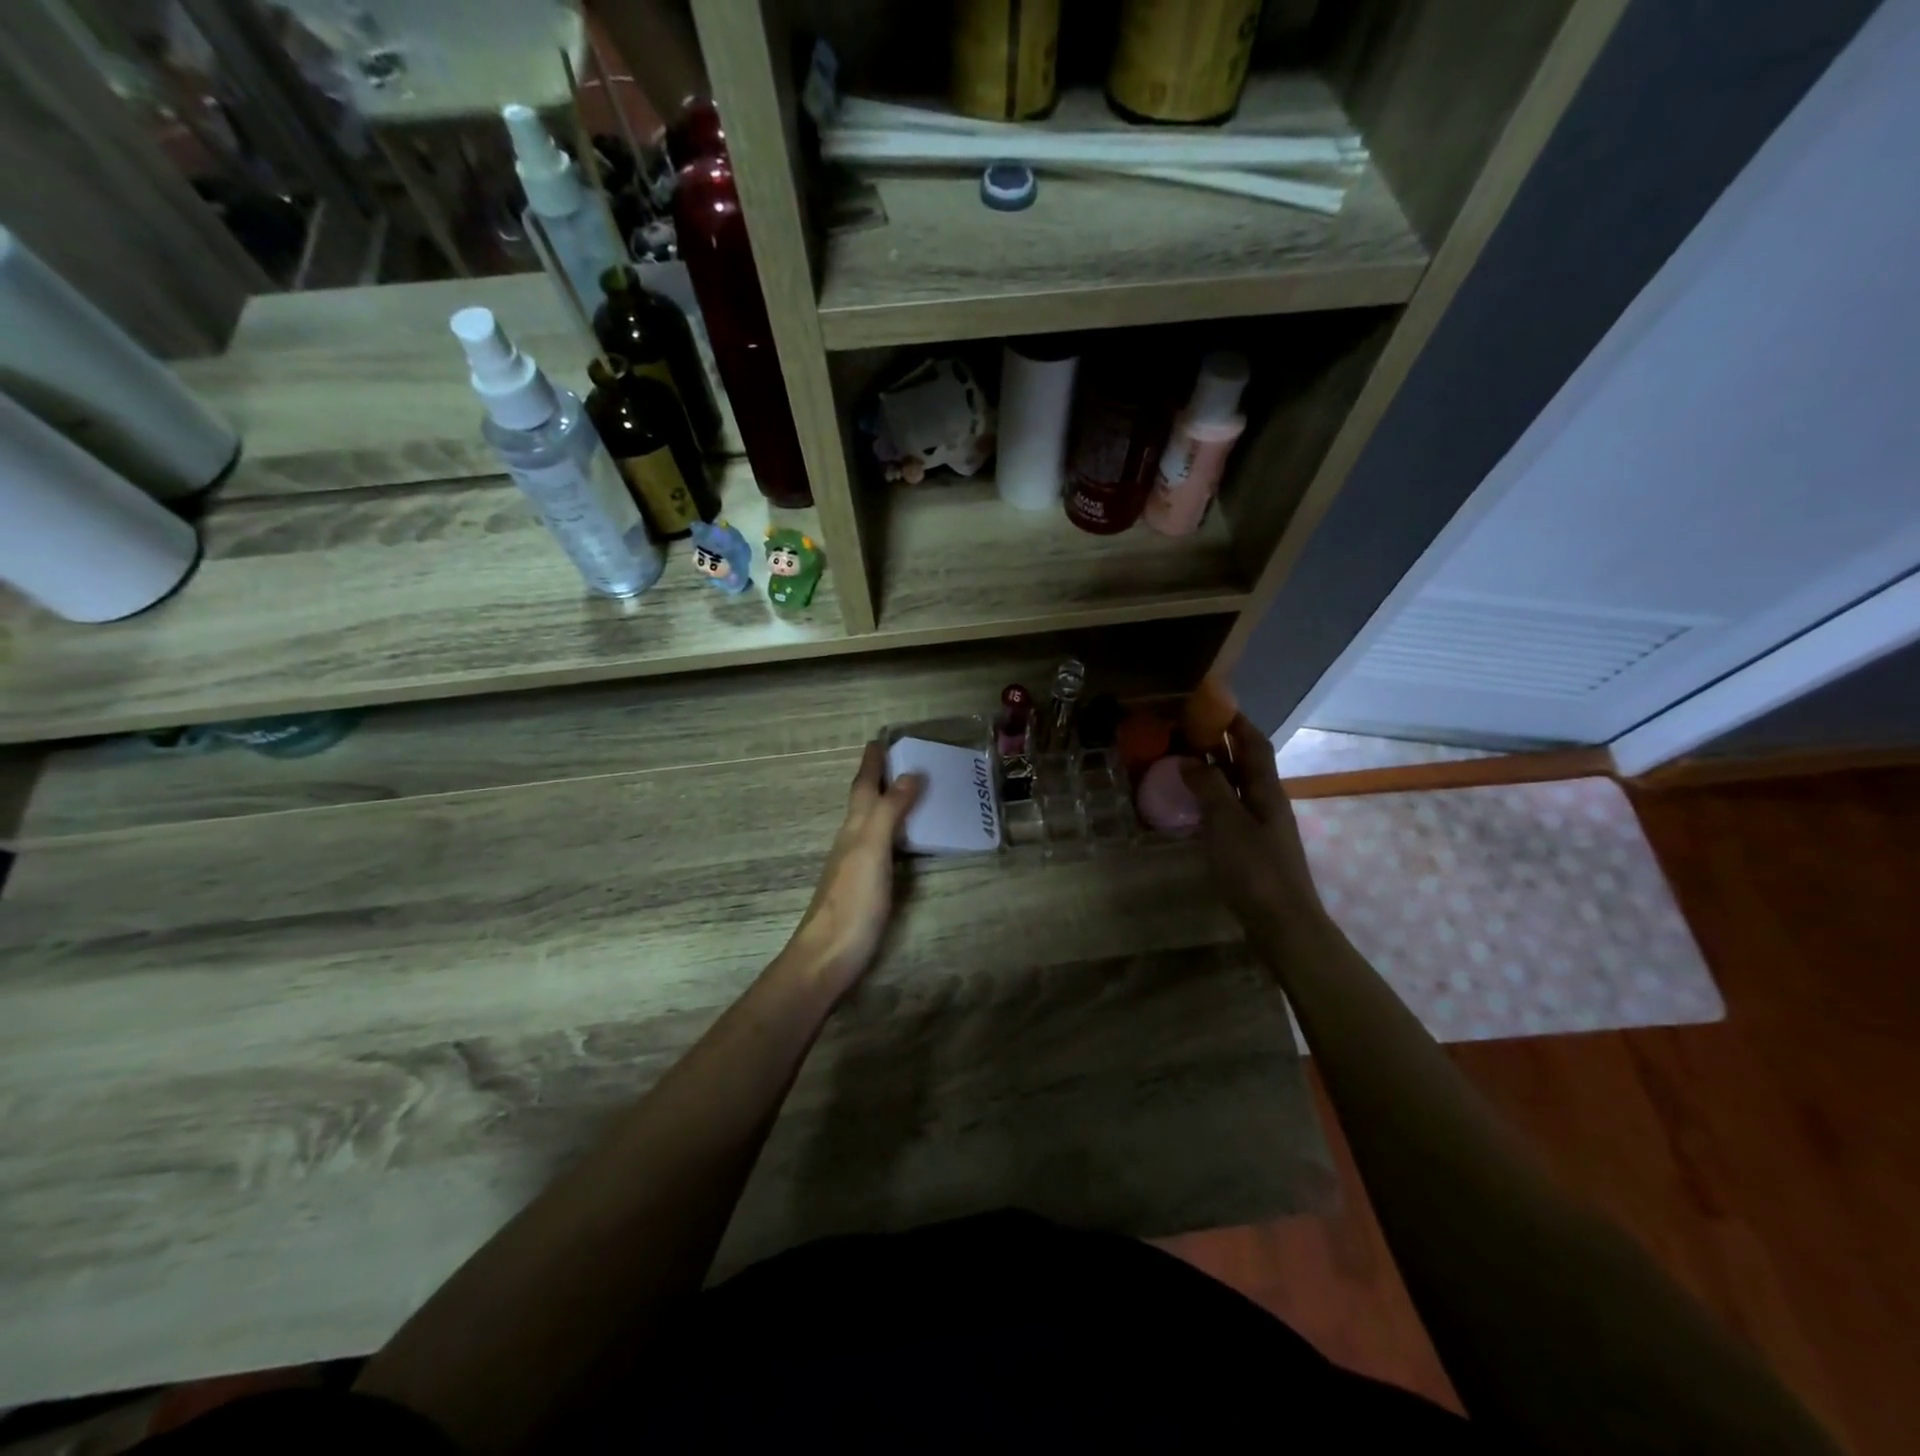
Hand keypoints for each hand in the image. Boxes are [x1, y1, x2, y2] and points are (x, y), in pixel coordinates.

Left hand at [783, 741, 925, 999]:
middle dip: (878, 779)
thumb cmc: (852, 902)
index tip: (879, 739)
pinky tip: (903, 841)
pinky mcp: (864, 888)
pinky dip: (892, 833)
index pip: (863, 787)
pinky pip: (880, 846)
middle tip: (900, 760)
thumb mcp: (872, 850)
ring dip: (886, 804)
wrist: (828, 956)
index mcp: (853, 828)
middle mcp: (851, 842)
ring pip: (869, 824)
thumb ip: (889, 812)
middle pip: (864, 802)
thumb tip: (910, 773)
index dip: (871, 764)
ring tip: (908, 792)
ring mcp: (855, 866)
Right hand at [1180, 714, 1326, 934]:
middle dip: (1219, 744)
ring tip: (1180, 762)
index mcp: (1266, 790)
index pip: (1254, 744)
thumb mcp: (1227, 823)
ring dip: (1213, 772)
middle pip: (1245, 764)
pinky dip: (1210, 800)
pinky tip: (1190, 806)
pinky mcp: (1251, 849)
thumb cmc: (1255, 870)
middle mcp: (1267, 802)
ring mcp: (1260, 827)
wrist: (1283, 924)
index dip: (1236, 722)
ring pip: (1236, 788)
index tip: (1210, 704)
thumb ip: (1209, 788)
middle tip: (1184, 732)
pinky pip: (1229, 811)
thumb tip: (1189, 759)